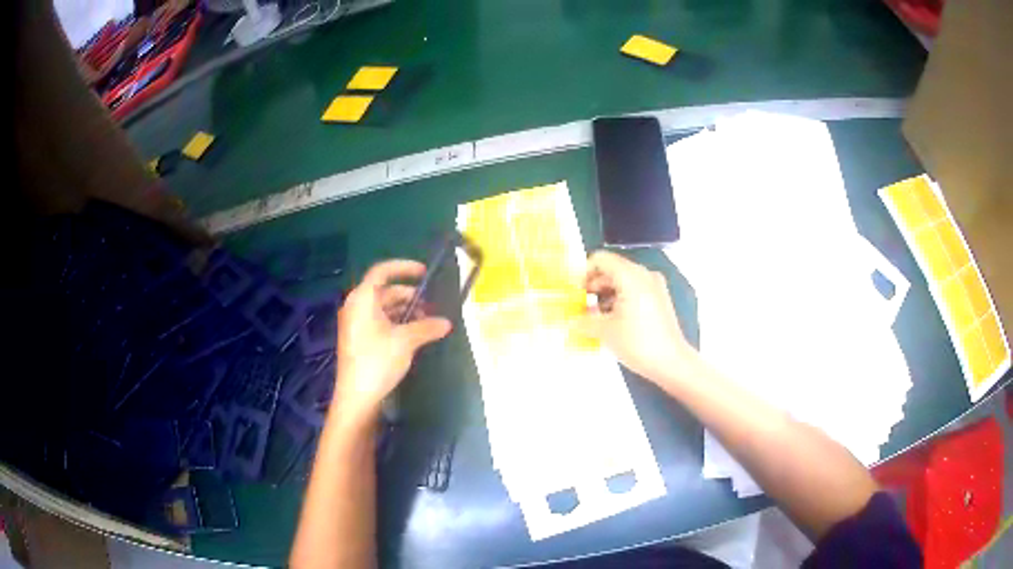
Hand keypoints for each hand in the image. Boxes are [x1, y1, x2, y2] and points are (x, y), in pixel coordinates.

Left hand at [333, 260, 451, 424]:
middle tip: (432, 307)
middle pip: (385, 291)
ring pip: (384, 308)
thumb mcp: (406, 341)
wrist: (357, 397)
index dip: (404, 268)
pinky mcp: (359, 339)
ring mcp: (356, 324)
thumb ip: (426, 327)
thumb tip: (447, 322)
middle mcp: (356, 306)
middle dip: (410, 296)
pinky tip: (414, 335)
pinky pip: (380, 321)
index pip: (382, 271)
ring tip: (427, 323)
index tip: (425, 273)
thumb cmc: (377, 361)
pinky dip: (397, 323)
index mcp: (362, 299)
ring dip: (405, 312)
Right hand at [579, 251, 696, 385]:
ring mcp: (654, 286)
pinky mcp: (659, 299)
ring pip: (622, 281)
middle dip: (593, 286)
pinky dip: (619, 299)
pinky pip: (633, 290)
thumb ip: (583, 320)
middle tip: (580, 305)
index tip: (574, 292)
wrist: (671, 363)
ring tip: (593, 316)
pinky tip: (611, 320)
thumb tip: (570, 320)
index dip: (584, 273)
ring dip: (605, 294)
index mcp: (631, 276)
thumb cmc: (638, 343)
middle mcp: (644, 275)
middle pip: (611, 269)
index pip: (601, 259)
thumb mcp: (605, 331)